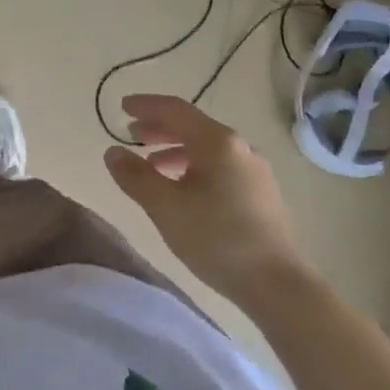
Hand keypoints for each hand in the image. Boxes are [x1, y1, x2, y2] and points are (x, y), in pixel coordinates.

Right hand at [103, 94, 311, 310]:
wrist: (276, 283)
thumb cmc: (216, 238)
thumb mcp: (165, 206)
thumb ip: (135, 176)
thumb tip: (113, 151)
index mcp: (217, 142)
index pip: (176, 110)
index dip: (146, 105)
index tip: (122, 107)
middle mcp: (240, 148)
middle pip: (193, 127)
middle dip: (159, 129)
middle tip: (132, 134)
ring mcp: (254, 172)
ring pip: (207, 150)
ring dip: (175, 151)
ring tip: (151, 166)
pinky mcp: (260, 195)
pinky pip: (219, 168)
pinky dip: (193, 168)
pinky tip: (183, 190)